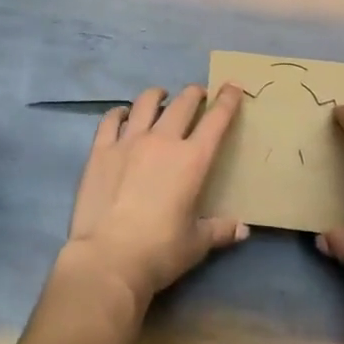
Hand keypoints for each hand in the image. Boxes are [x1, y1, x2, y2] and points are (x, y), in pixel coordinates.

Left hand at [66, 84, 248, 307]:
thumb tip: (243, 228)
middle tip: (198, 95)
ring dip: (158, 95)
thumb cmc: (159, 251)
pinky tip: (123, 114)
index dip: (227, 100)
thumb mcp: (196, 244)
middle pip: (183, 103)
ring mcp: (129, 141)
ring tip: (161, 96)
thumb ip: (219, 230)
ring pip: (146, 103)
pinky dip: (120, 112)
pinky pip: (111, 119)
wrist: (109, 258)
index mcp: (192, 160)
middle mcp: (162, 140)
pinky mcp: (101, 149)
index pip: (216, 120)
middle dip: (194, 94)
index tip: (233, 86)